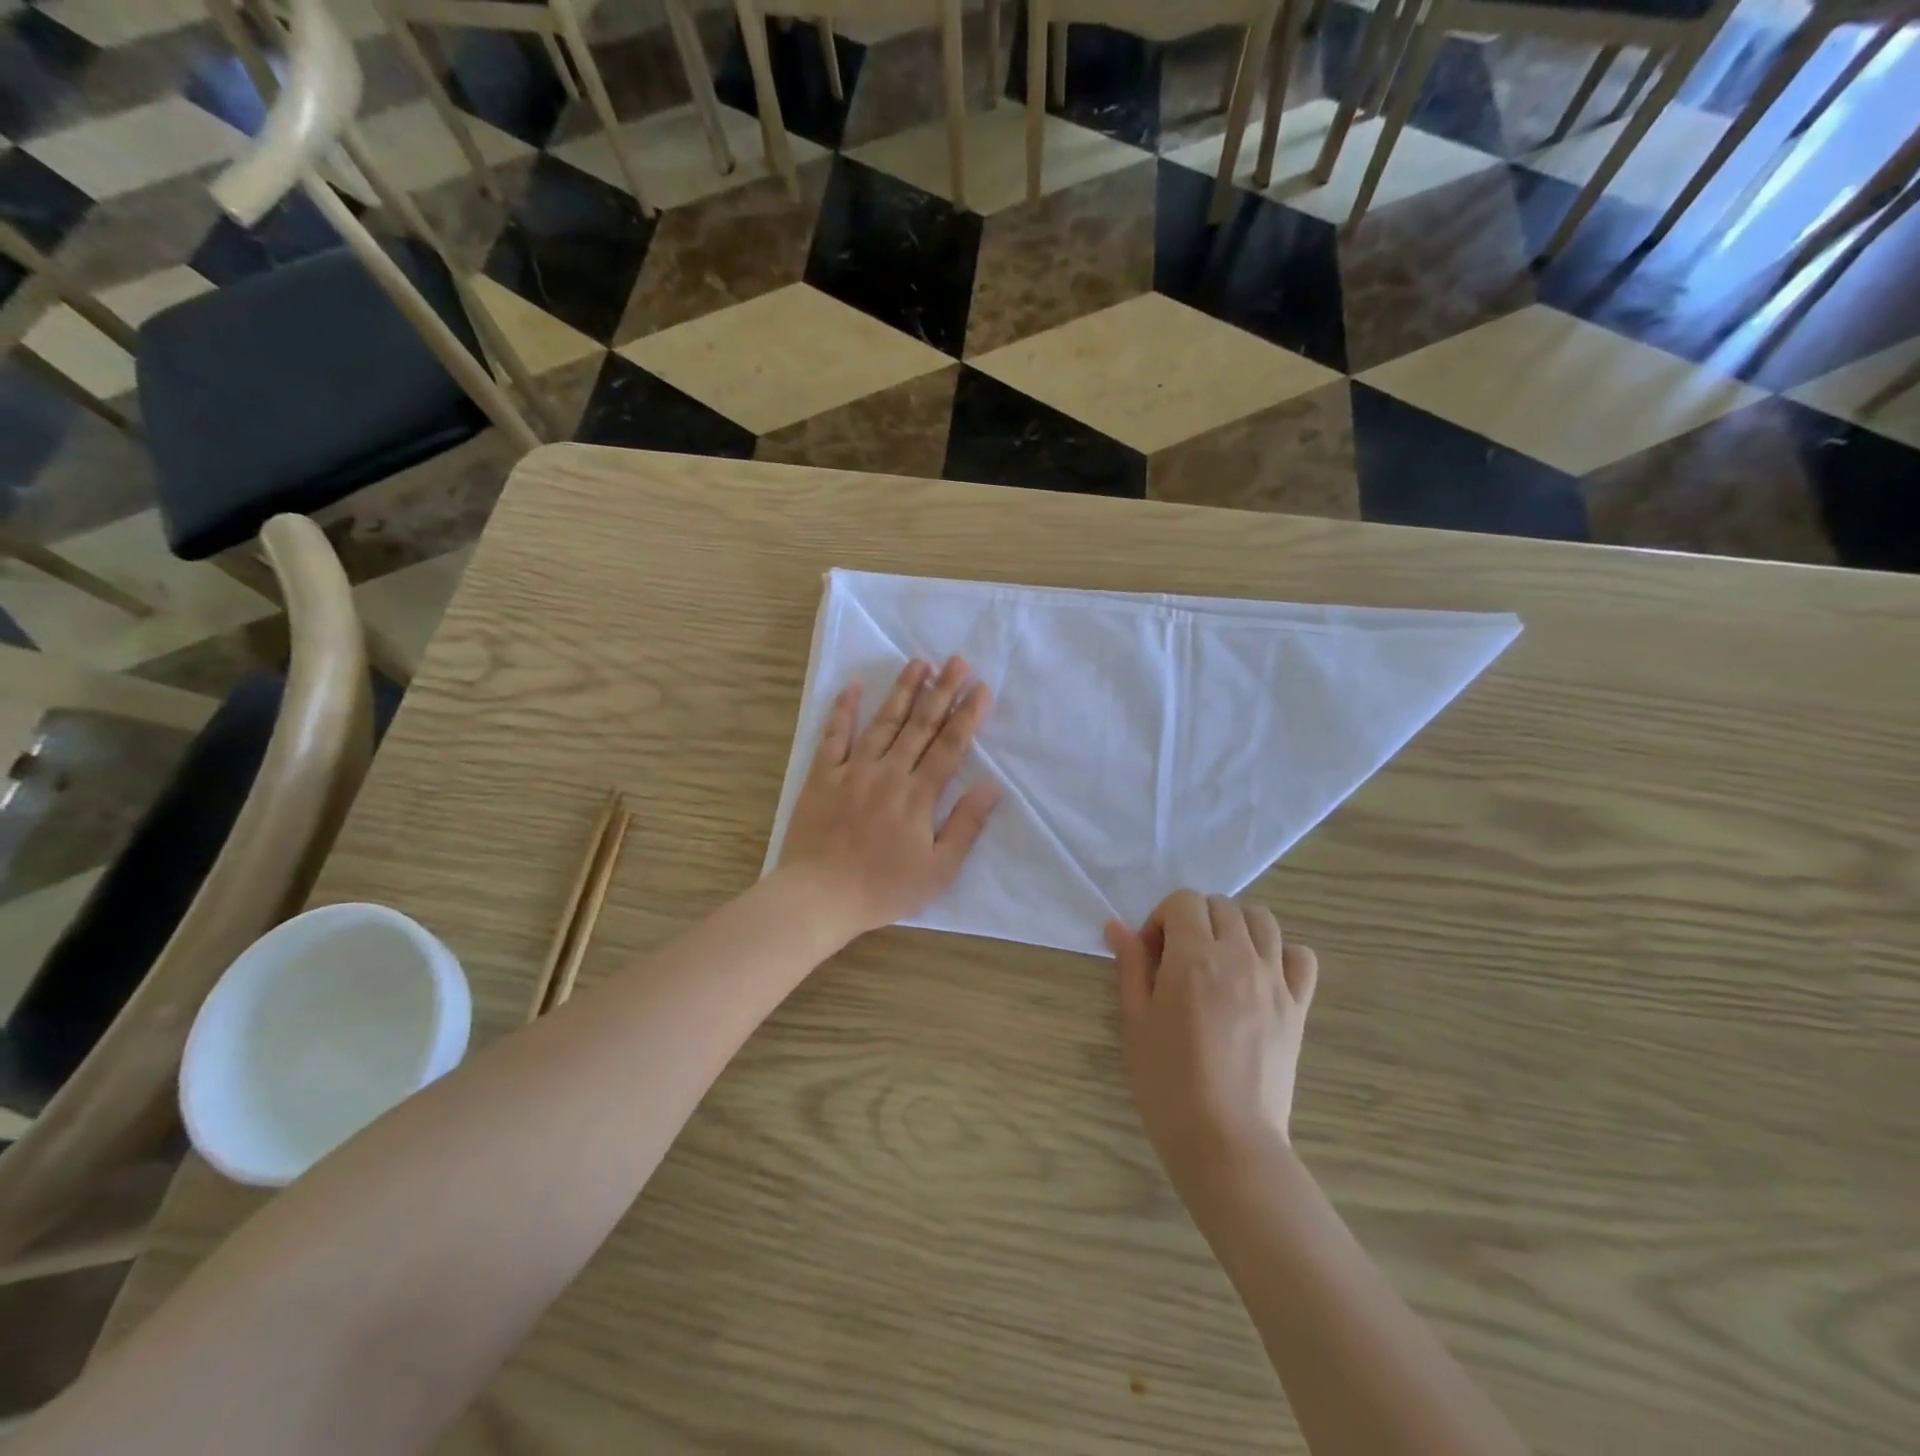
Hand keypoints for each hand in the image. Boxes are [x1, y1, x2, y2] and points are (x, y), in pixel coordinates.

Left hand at [779, 657, 1001, 939]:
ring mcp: (852, 770)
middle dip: (941, 691)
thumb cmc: (883, 888)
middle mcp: (888, 773)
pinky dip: (843, 709)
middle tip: (957, 661)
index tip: (981, 688)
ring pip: (883, 723)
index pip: (950, 747)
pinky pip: (834, 736)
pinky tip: (853, 686)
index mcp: (918, 796)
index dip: (968, 715)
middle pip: (920, 726)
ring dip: (902, 691)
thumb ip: (966, 826)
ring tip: (919, 662)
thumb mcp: (938, 870)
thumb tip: (992, 786)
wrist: (819, 896)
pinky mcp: (822, 776)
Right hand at [1107, 891, 1317, 1190]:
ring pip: (1263, 920)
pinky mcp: (1298, 1007)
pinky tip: (1260, 976)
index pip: (1183, 901)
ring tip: (1219, 960)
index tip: (1152, 955)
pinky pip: (1301, 957)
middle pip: (1221, 905)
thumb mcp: (1135, 1022)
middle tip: (1178, 959)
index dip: (1161, 919)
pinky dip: (1281, 953)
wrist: (1226, 1141)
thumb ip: (1130, 967)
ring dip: (1235, 926)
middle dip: (1194, 920)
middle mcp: (1239, 958)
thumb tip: (1117, 926)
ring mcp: (1274, 981)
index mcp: (1194, 958)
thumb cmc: (1168, 1083)